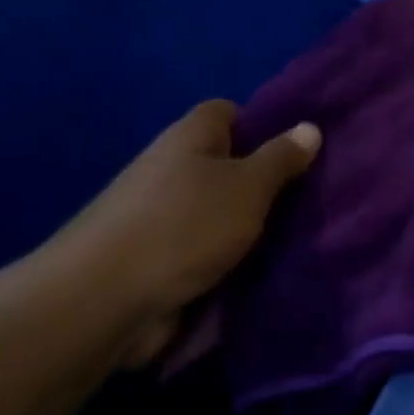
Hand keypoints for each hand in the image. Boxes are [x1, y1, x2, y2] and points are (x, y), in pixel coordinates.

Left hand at [46, 100, 320, 363]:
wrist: (103, 302)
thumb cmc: (184, 226)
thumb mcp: (247, 186)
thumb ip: (281, 158)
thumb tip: (310, 127)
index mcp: (190, 137)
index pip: (229, 112)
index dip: (264, 125)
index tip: (298, 151)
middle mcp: (172, 169)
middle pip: (227, 166)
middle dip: (263, 185)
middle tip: (310, 201)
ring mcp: (160, 218)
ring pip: (218, 214)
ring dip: (248, 229)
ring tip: (298, 240)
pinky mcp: (156, 262)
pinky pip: (204, 253)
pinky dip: (227, 263)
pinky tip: (264, 275)